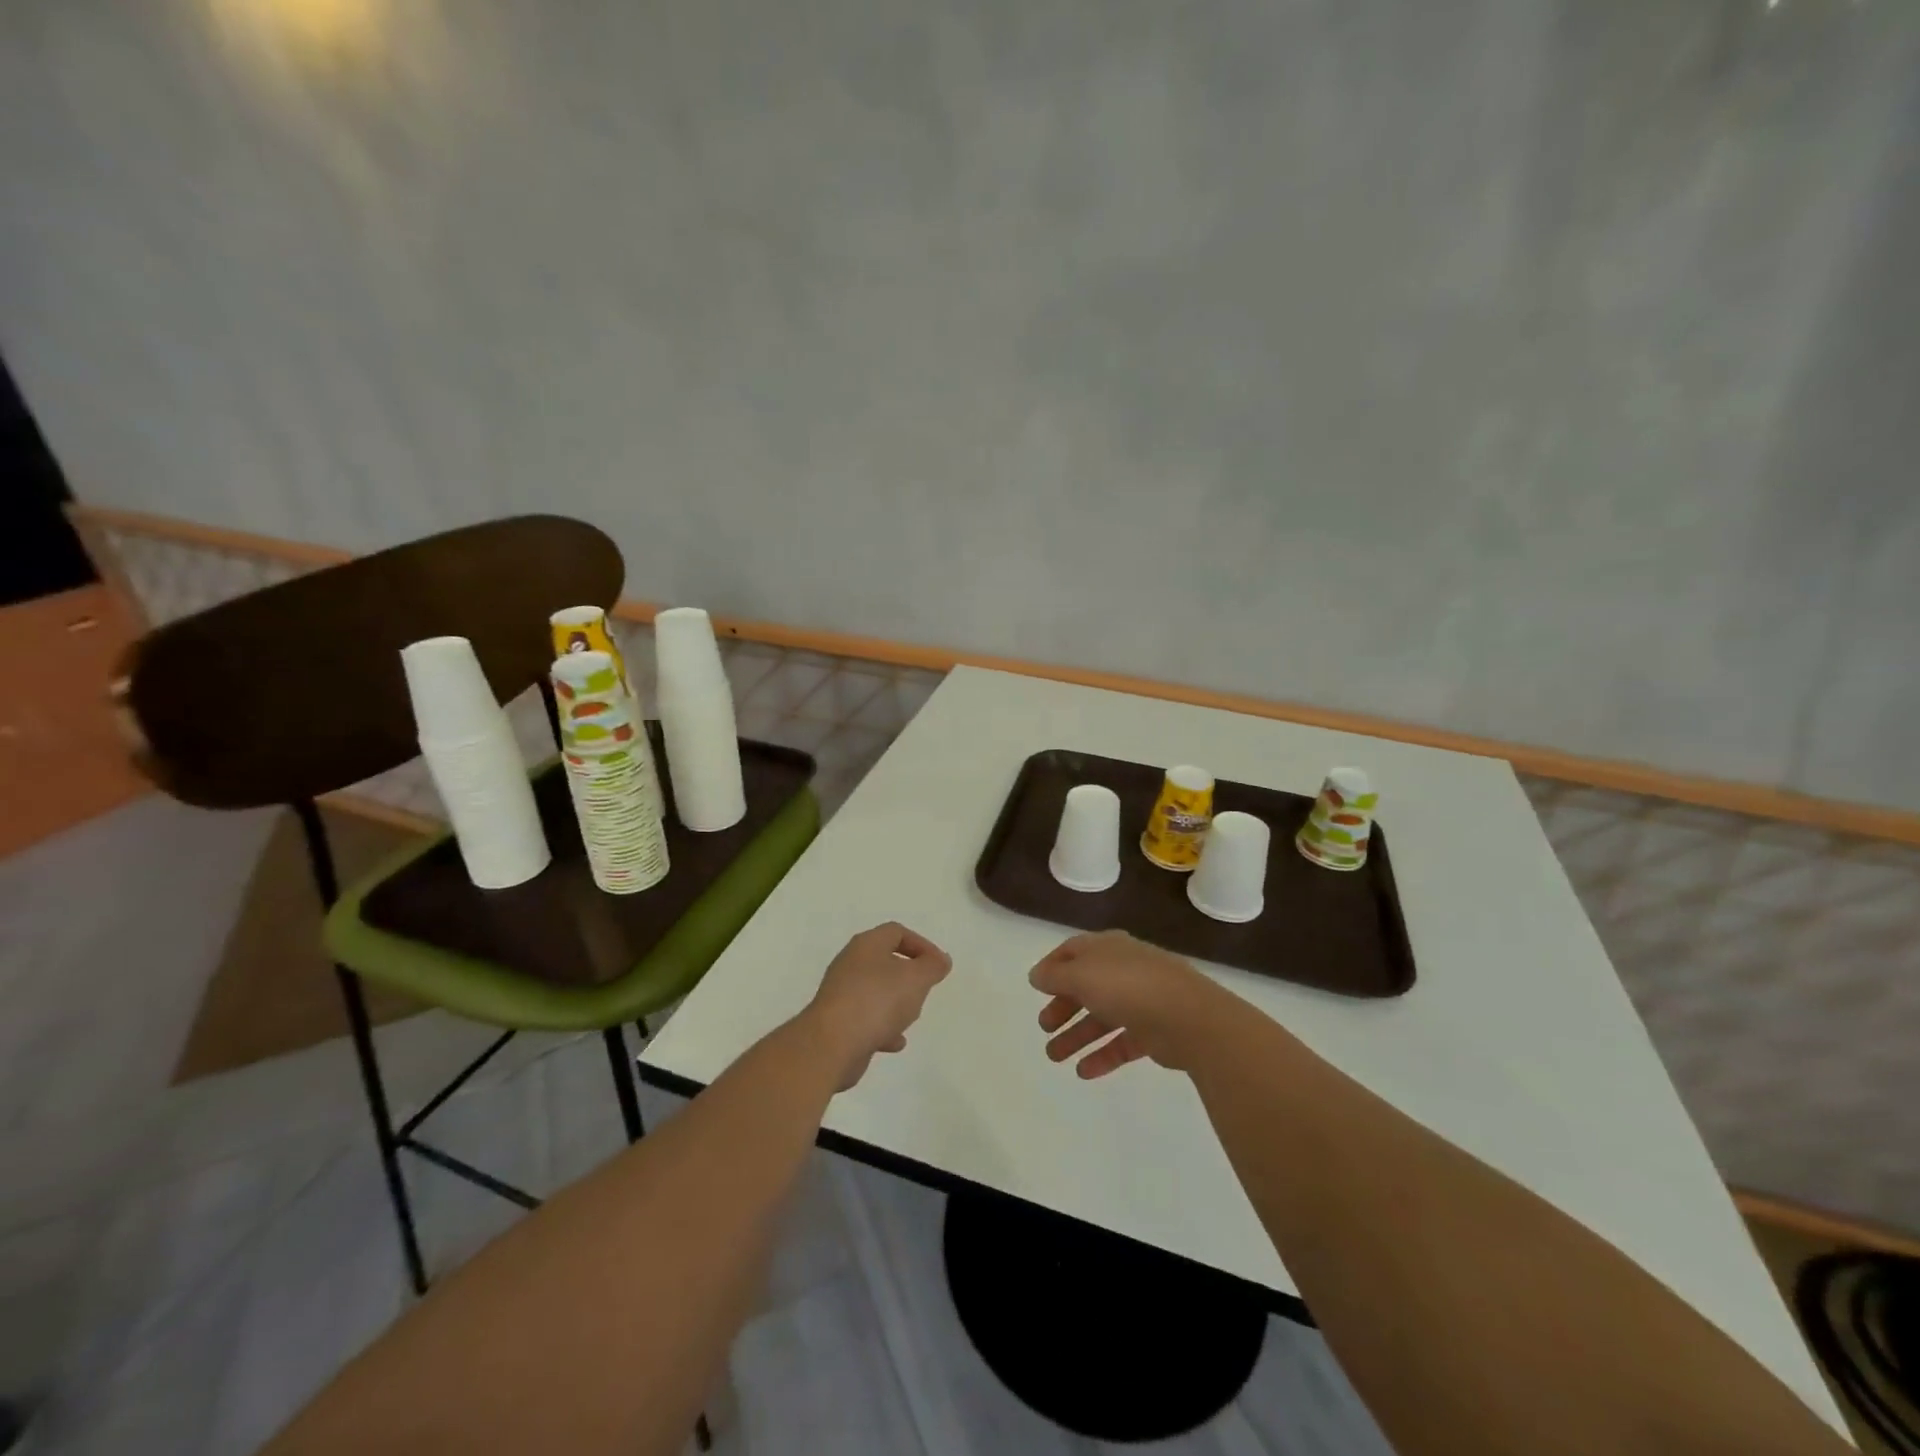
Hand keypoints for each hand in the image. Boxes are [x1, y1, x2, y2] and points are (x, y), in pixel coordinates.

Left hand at [803, 922, 951, 1089]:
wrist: (831, 1044)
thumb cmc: (877, 1001)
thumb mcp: (916, 979)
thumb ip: (932, 967)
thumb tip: (941, 960)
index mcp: (867, 945)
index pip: (897, 932)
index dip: (921, 945)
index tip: (938, 966)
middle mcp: (850, 964)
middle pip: (885, 961)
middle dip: (908, 976)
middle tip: (924, 990)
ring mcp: (840, 993)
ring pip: (875, 991)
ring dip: (895, 1003)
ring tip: (910, 1017)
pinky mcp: (836, 1022)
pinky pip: (865, 1018)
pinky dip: (883, 1027)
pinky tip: (895, 1042)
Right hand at [1029, 930, 1228, 1077]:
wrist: (1188, 1017)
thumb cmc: (1128, 986)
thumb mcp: (1081, 976)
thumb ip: (1055, 976)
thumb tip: (1037, 976)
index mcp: (1107, 948)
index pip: (1073, 951)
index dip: (1052, 966)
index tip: (1035, 987)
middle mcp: (1123, 970)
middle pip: (1086, 986)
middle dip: (1063, 1006)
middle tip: (1044, 1026)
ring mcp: (1141, 1001)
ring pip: (1102, 1017)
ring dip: (1076, 1036)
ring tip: (1054, 1058)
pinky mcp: (1154, 1032)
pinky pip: (1121, 1043)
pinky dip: (1102, 1055)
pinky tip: (1083, 1072)